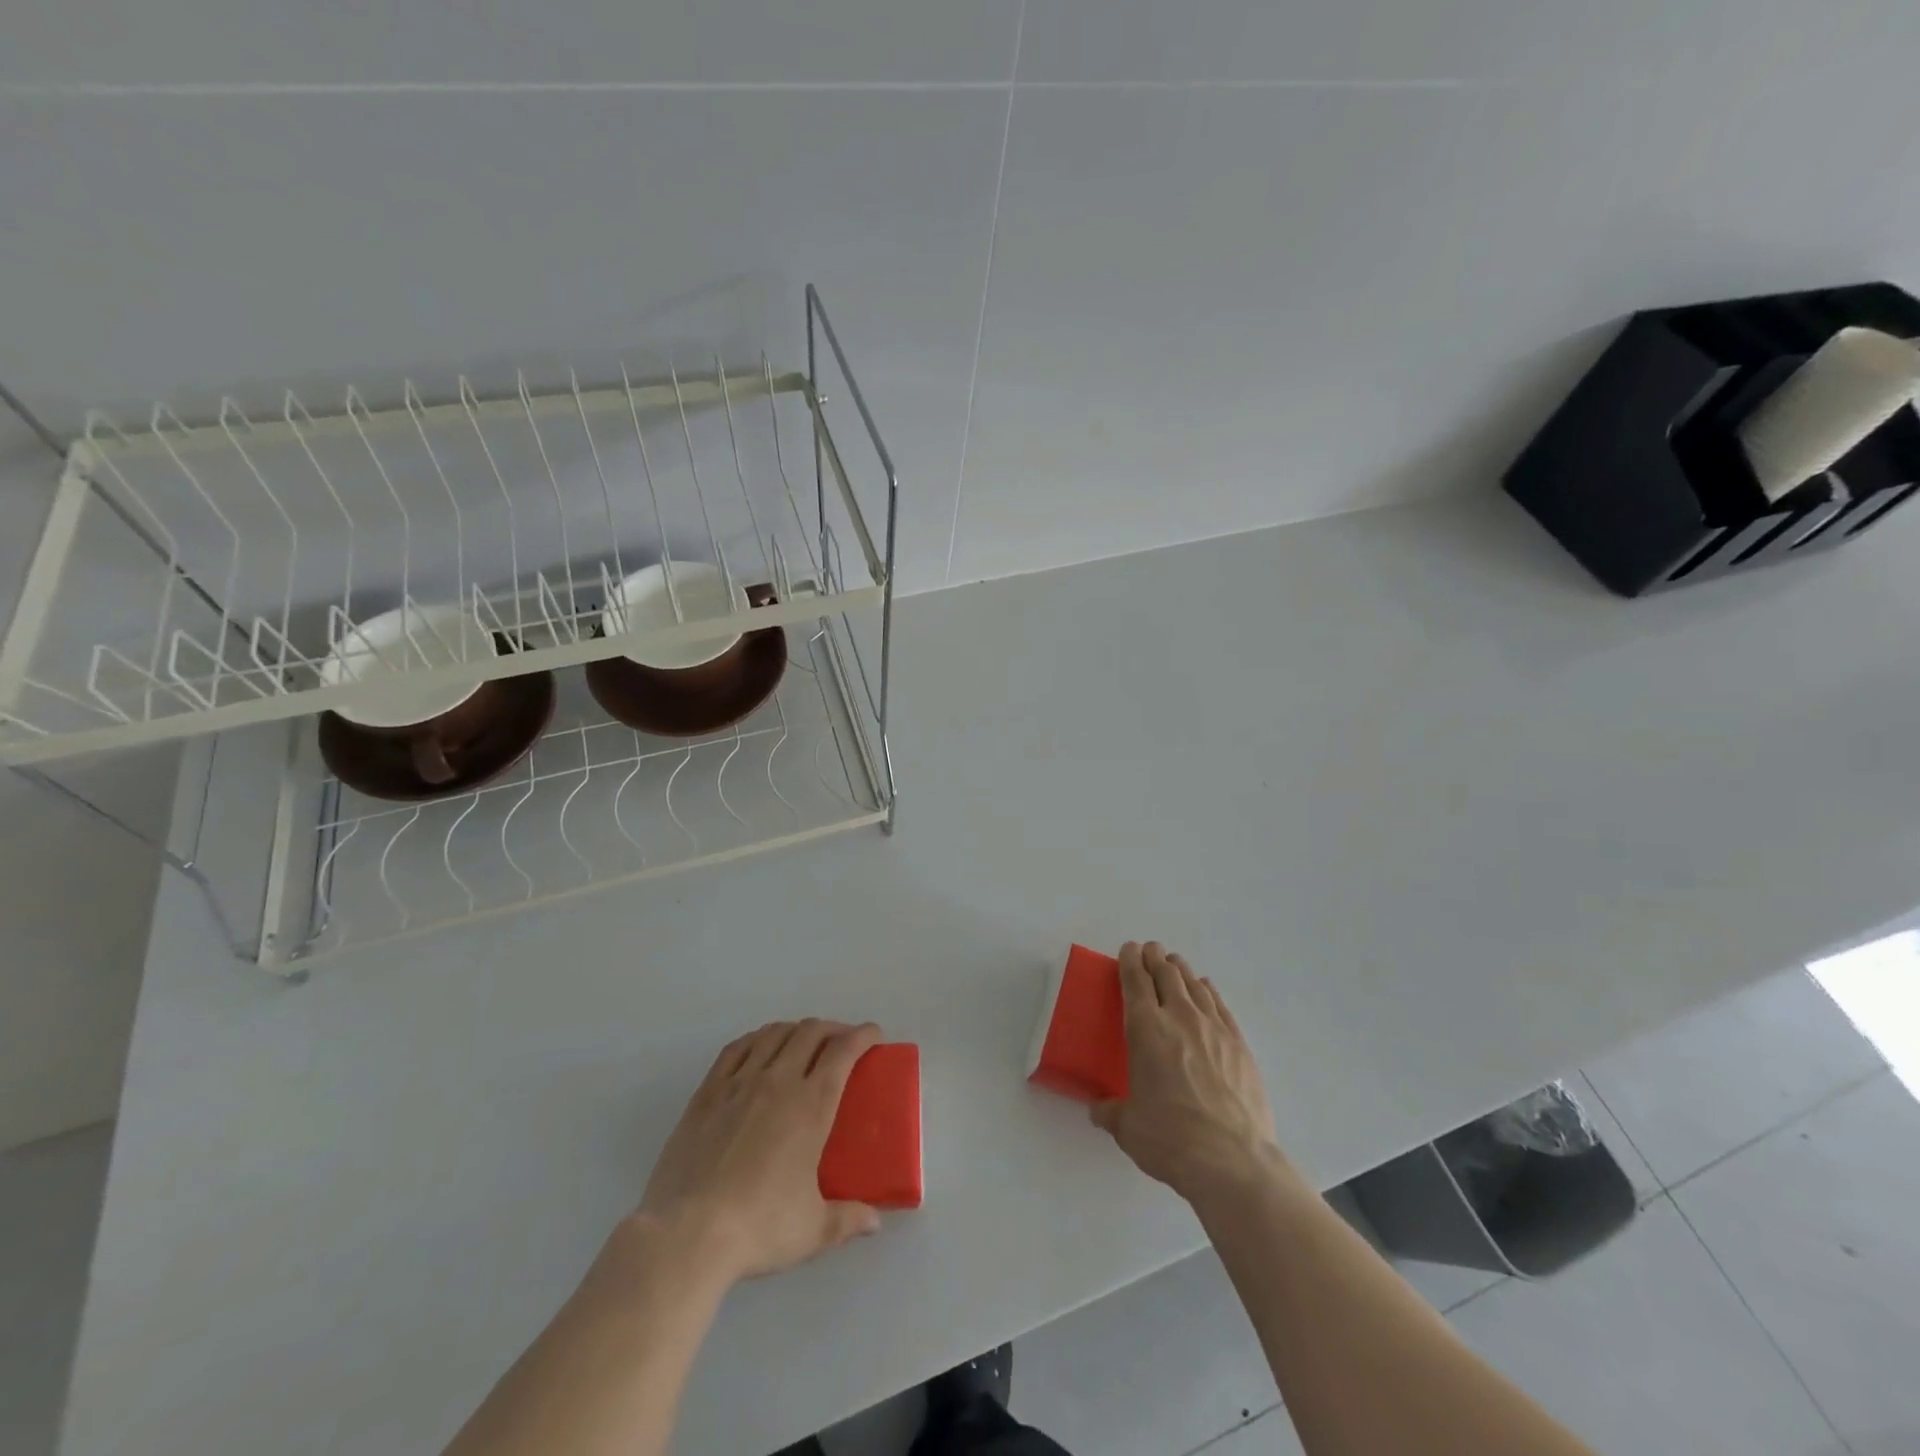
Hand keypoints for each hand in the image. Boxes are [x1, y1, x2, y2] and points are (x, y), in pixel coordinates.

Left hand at [635, 1019, 883, 1282]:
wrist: (686, 1234)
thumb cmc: (758, 1227)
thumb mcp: (814, 1230)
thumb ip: (848, 1220)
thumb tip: (875, 1221)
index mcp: (812, 1105)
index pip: (843, 1051)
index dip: (863, 1035)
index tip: (874, 1035)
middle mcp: (779, 1081)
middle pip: (810, 1032)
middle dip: (832, 1028)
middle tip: (841, 1042)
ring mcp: (739, 1082)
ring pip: (774, 1033)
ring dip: (795, 1029)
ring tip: (803, 1041)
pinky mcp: (707, 1092)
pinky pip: (736, 1048)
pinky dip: (756, 1039)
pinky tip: (759, 1047)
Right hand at [1092, 943, 1282, 1203]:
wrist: (1232, 1160)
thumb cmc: (1170, 1139)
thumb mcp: (1128, 1128)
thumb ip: (1111, 1112)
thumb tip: (1099, 1110)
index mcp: (1145, 1029)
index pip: (1135, 981)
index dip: (1130, 961)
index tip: (1128, 949)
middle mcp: (1179, 1018)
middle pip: (1166, 974)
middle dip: (1155, 958)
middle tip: (1150, 950)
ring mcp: (1214, 1029)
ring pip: (1194, 985)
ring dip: (1181, 971)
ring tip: (1174, 964)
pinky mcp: (1240, 1045)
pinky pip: (1220, 1006)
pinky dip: (1209, 992)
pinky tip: (1206, 989)